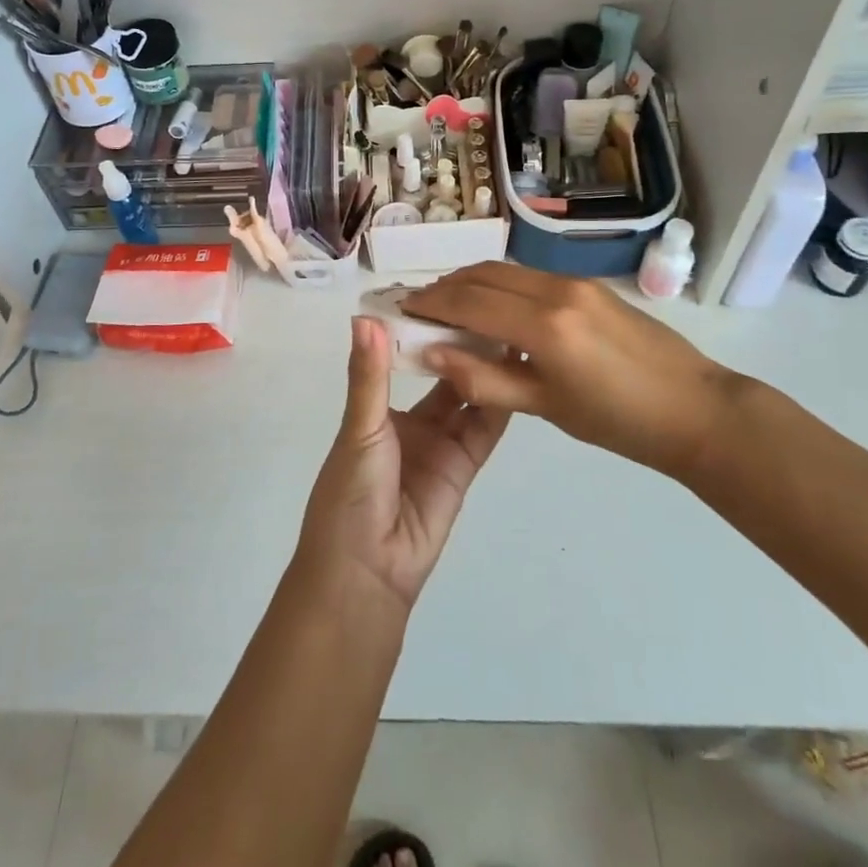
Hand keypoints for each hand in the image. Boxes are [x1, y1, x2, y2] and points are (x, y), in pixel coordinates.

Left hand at [295, 318, 509, 611]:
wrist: (368, 571)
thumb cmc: (351, 493)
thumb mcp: (359, 428)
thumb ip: (369, 376)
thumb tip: (364, 316)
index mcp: (379, 409)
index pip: (406, 360)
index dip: (425, 332)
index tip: (448, 295)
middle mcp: (413, 423)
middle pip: (442, 377)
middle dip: (461, 348)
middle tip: (489, 308)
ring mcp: (441, 445)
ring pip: (467, 399)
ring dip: (484, 371)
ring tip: (509, 332)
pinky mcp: (464, 467)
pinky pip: (484, 431)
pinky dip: (498, 404)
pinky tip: (516, 372)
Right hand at [407, 262, 743, 477]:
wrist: (696, 409)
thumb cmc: (620, 422)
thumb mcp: (547, 408)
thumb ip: (485, 380)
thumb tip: (432, 355)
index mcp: (544, 327)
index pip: (469, 303)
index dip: (431, 304)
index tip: (402, 310)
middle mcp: (554, 291)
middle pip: (482, 276)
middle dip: (445, 287)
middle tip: (418, 306)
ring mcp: (573, 282)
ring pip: (504, 270)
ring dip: (470, 281)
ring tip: (448, 304)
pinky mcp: (588, 284)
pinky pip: (528, 276)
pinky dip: (499, 285)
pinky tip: (492, 308)